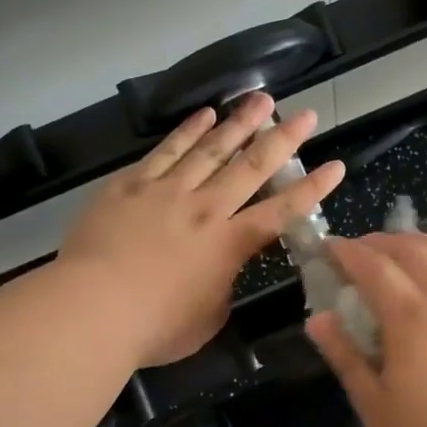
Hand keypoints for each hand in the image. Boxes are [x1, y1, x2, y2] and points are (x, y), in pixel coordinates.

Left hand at [59, 93, 344, 366]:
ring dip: (239, 123)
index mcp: (229, 245)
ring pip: (211, 149)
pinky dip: (188, 131)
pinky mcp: (131, 185)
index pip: (282, 212)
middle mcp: (205, 209)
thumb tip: (222, 273)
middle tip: (306, 114)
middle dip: (283, 139)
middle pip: (251, 167)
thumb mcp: (206, 319)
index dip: (312, 190)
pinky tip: (204, 115)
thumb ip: (222, 289)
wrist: (92, 308)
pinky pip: (166, 151)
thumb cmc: (154, 327)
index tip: (335, 165)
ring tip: (261, 99)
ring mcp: (167, 191)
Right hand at [305, 232, 426, 426]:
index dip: (346, 252)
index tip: (325, 247)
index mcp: (410, 317)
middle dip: (378, 241)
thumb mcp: (379, 409)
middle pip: (411, 249)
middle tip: (355, 250)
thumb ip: (347, 359)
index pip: (372, 266)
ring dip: (415, 242)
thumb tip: (318, 319)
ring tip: (395, 249)